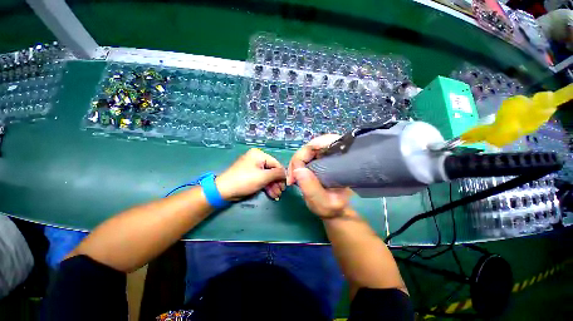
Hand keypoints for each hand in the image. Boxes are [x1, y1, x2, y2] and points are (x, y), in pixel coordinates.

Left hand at [216, 148, 285, 200]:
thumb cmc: (245, 180)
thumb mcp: (263, 177)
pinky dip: (266, 186)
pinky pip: (261, 179)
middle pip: (271, 171)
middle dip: (277, 182)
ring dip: (273, 186)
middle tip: (281, 192)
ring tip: (277, 195)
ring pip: (267, 176)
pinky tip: (272, 194)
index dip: (282, 175)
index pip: (276, 164)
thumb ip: (277, 174)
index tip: (286, 185)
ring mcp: (253, 167)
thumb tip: (286, 174)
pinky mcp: (250, 175)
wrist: (224, 190)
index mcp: (259, 155)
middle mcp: (256, 159)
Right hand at [287, 135, 351, 218]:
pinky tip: (294, 175)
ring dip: (295, 163)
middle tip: (291, 177)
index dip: (309, 150)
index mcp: (342, 161)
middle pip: (312, 146)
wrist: (334, 210)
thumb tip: (298, 169)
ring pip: (306, 151)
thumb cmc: (333, 208)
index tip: (297, 169)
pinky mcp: (317, 160)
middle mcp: (334, 155)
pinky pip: (304, 157)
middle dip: (298, 160)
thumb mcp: (323, 203)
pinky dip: (296, 165)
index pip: (326, 142)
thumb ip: (312, 188)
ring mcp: (325, 156)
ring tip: (292, 179)